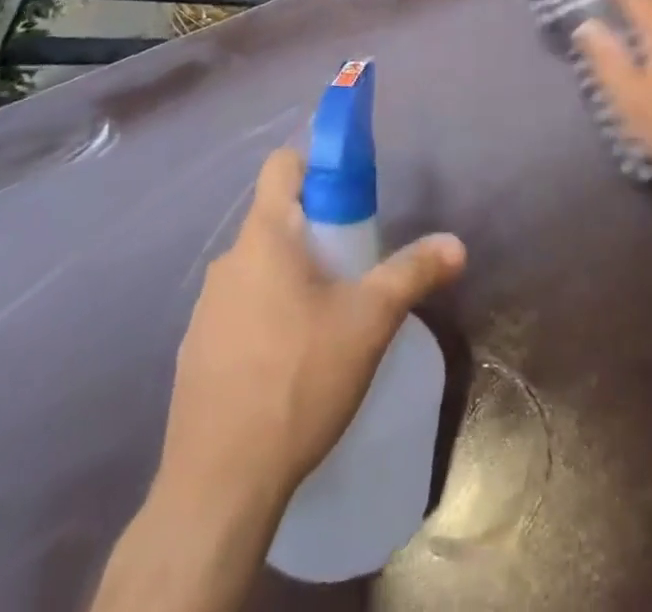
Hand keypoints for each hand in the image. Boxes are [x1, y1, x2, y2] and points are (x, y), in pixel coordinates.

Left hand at [160, 146, 466, 517]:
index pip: (283, 164)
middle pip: (275, 218)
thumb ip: (412, 273)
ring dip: (290, 276)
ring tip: (325, 321)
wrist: (219, 485)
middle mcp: (228, 261)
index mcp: (265, 237)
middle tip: (352, 269)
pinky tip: (288, 363)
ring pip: (258, 267)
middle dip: (315, 231)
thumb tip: (456, 243)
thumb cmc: (299, 380)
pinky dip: (265, 315)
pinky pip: (238, 309)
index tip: (349, 195)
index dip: (317, 165)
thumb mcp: (369, 322)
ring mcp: (205, 307)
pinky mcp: (195, 350)